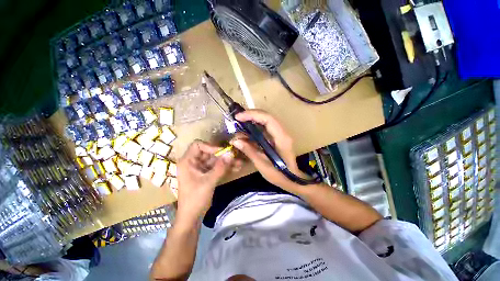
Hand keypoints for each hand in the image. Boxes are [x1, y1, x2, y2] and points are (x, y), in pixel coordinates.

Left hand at [176, 140, 237, 220]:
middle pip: (209, 152)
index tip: (222, 152)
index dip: (210, 146)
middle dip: (223, 155)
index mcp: (188, 161)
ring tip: (239, 163)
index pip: (198, 145)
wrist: (192, 217)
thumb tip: (231, 153)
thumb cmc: (195, 199)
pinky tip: (236, 168)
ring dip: (226, 162)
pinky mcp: (207, 174)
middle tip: (235, 157)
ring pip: (215, 160)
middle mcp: (194, 162)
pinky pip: (217, 167)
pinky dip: (225, 168)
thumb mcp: (208, 182)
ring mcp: (201, 168)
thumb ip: (220, 167)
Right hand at [230, 110, 306, 192]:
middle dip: (251, 115)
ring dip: (252, 120)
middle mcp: (282, 132)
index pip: (268, 119)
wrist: (292, 179)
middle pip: (266, 116)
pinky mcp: (277, 137)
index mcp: (281, 138)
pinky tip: (247, 131)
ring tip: (240, 124)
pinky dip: (255, 127)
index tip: (238, 117)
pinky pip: (265, 127)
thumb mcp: (262, 165)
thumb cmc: (279, 174)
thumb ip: (249, 151)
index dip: (252, 115)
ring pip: (265, 120)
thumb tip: (235, 141)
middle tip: (237, 118)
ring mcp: (280, 133)